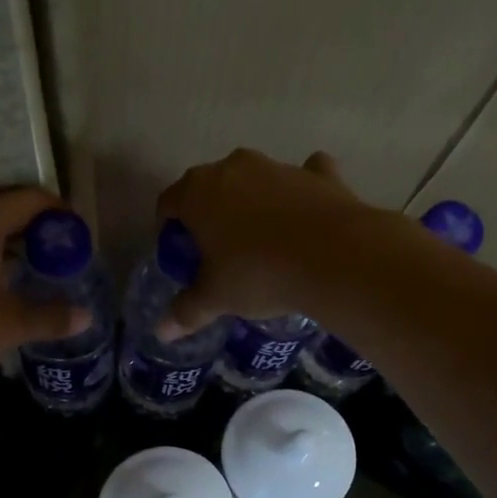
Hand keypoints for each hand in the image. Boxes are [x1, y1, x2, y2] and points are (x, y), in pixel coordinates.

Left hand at [0, 189, 88, 407]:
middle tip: (69, 260)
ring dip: (15, 252)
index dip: (61, 213)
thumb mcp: (7, 327)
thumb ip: (50, 317)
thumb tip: (86, 317)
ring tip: (45, 277)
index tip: (83, 238)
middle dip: (41, 234)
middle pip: (6, 213)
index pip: (29, 199)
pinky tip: (7, 295)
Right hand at [155, 149, 383, 331]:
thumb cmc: (258, 274)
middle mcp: (234, 167)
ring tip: (262, 244)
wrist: (334, 257)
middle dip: (210, 215)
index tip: (180, 255)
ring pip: (255, 181)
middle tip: (217, 253)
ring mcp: (278, 166)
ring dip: (253, 204)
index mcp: (198, 191)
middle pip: (210, 188)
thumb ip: (187, 310)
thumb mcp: (216, 298)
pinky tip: (305, 218)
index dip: (169, 230)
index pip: (168, 203)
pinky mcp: (319, 174)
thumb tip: (162, 331)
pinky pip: (303, 178)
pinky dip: (300, 194)